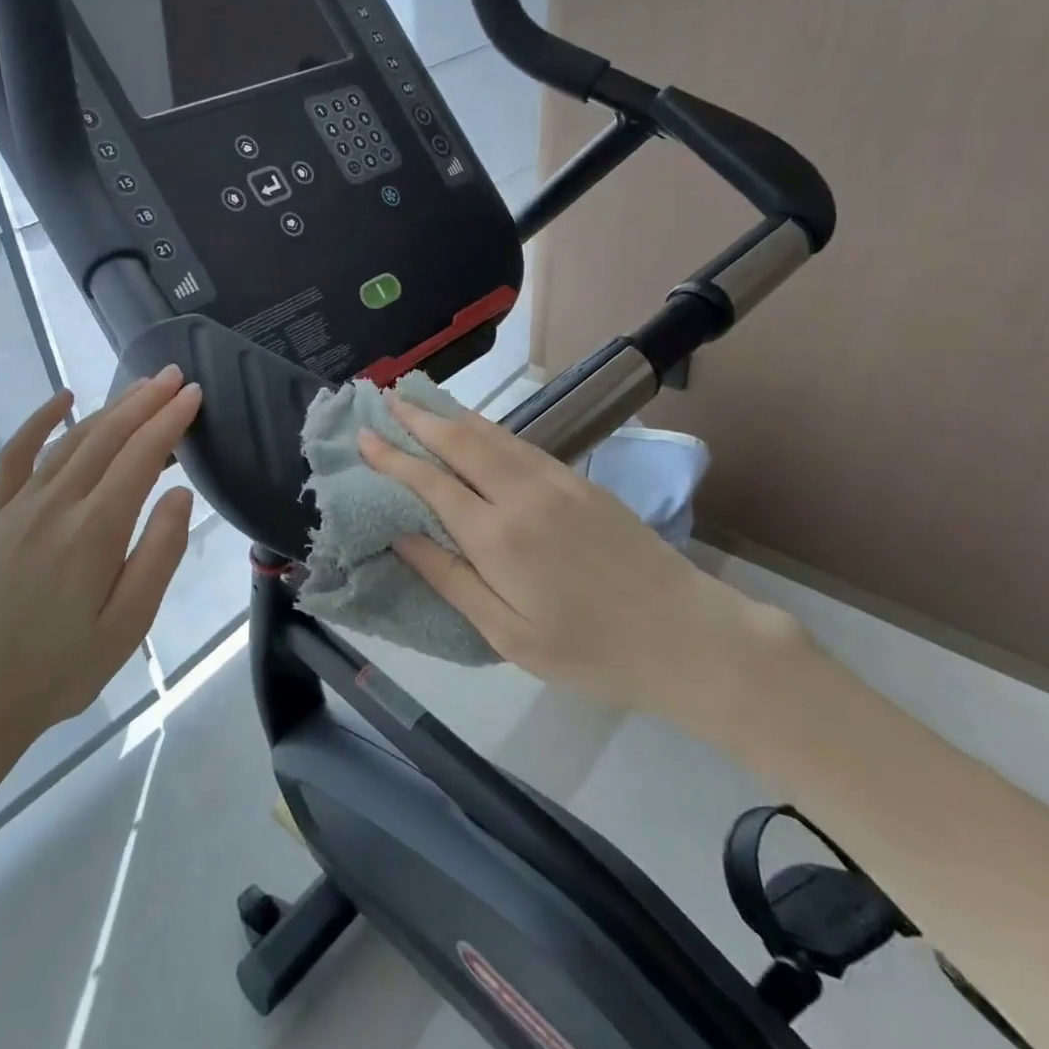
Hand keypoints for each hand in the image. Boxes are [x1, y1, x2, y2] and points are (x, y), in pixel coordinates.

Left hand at [0, 369, 201, 790]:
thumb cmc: (60, 670)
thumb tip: (181, 494)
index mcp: (94, 530)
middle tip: (177, 376)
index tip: (195, 395)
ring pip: (72, 440)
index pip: (141, 456)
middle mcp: (56, 504)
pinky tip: (63, 400)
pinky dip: (41, 421)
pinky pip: (17, 455)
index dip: (170, 421)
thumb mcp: (129, 625)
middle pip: (108, 436)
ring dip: (110, 409)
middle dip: (146, 401)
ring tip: (141, 389)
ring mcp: (20, 506)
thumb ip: (159, 554)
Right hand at [359, 397, 801, 730]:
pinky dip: (487, 428)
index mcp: (498, 538)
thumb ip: (450, 579)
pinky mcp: (580, 481)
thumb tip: (401, 536)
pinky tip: (476, 428)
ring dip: (451, 415)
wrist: (685, 636)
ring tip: (420, 402)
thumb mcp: (507, 634)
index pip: (431, 483)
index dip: (393, 457)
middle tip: (386, 398)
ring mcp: (556, 481)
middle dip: (418, 418)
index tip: (363, 437)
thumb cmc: (588, 650)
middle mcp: (522, 495)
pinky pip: (521, 444)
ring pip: (492, 434)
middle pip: (459, 442)